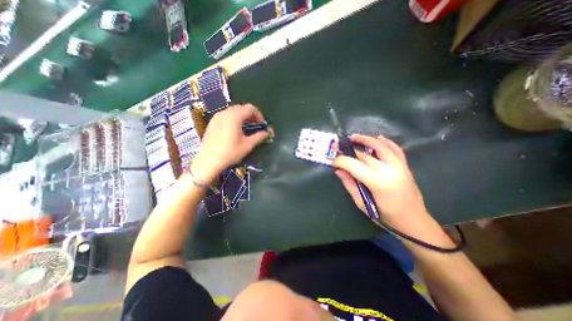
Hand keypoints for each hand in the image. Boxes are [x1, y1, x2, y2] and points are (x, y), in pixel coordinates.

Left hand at [190, 104, 267, 181]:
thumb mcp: (247, 145)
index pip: (250, 108)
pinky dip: (233, 118)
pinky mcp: (212, 122)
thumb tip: (267, 133)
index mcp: (235, 117)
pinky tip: (235, 129)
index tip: (261, 124)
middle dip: (251, 115)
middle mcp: (225, 113)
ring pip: (233, 111)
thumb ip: (259, 137)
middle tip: (255, 125)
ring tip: (246, 127)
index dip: (258, 115)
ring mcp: (217, 117)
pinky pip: (226, 115)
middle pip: (241, 108)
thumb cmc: (230, 152)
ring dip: (242, 116)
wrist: (209, 160)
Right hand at [333, 134, 431, 230]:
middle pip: (364, 155)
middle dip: (349, 151)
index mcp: (377, 182)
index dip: (340, 161)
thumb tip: (338, 170)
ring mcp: (399, 166)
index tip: (333, 162)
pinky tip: (378, 137)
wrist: (413, 220)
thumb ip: (349, 184)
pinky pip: (395, 148)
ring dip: (366, 139)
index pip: (354, 164)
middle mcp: (389, 170)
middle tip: (338, 149)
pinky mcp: (405, 165)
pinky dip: (386, 141)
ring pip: (380, 145)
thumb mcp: (362, 203)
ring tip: (354, 137)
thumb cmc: (385, 216)